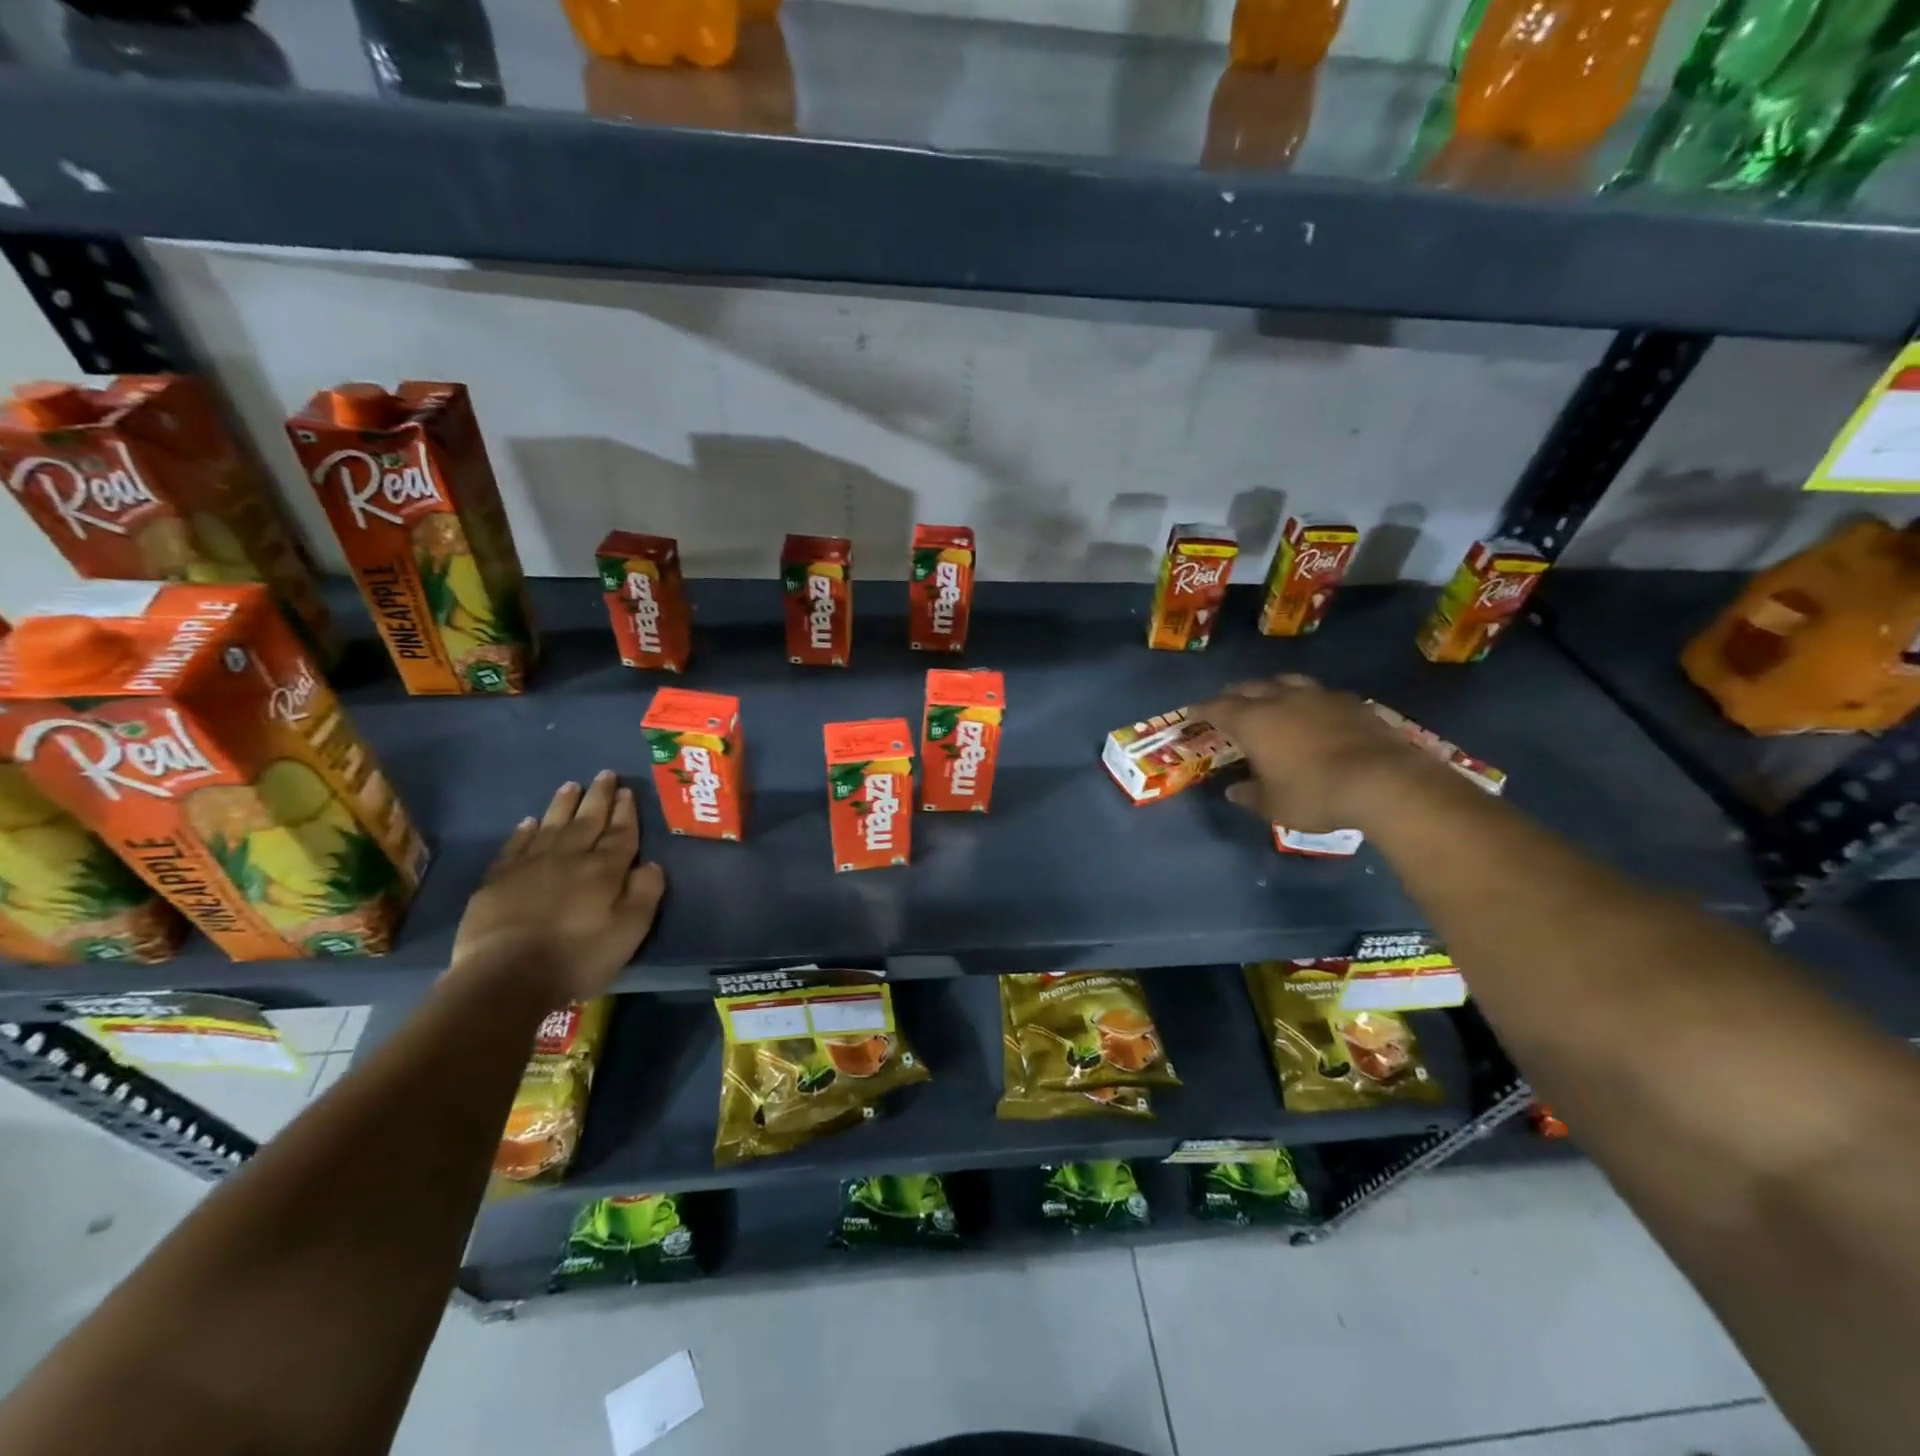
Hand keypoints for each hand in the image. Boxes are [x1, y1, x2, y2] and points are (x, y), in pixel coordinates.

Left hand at [449, 771, 665, 1005]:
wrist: (506, 978)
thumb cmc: (578, 958)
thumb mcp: (629, 931)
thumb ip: (645, 894)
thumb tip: (651, 864)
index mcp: (604, 870)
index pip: (620, 833)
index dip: (625, 811)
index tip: (627, 790)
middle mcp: (569, 858)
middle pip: (587, 821)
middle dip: (598, 797)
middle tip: (604, 774)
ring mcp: (530, 867)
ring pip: (551, 827)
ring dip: (563, 805)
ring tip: (571, 786)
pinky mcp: (497, 882)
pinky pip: (515, 847)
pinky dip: (524, 832)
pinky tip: (528, 822)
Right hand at [1197, 675, 1433, 831]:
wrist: (1383, 782)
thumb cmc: (1315, 794)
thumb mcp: (1274, 806)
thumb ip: (1250, 795)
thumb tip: (1234, 791)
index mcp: (1253, 722)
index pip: (1218, 708)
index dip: (1202, 709)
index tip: (1193, 711)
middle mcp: (1281, 700)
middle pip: (1250, 687)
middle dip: (1234, 694)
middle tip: (1227, 702)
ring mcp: (1318, 697)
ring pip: (1286, 682)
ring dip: (1271, 687)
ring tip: (1268, 695)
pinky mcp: (1350, 702)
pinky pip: (1319, 692)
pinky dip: (1306, 698)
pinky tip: (1312, 709)